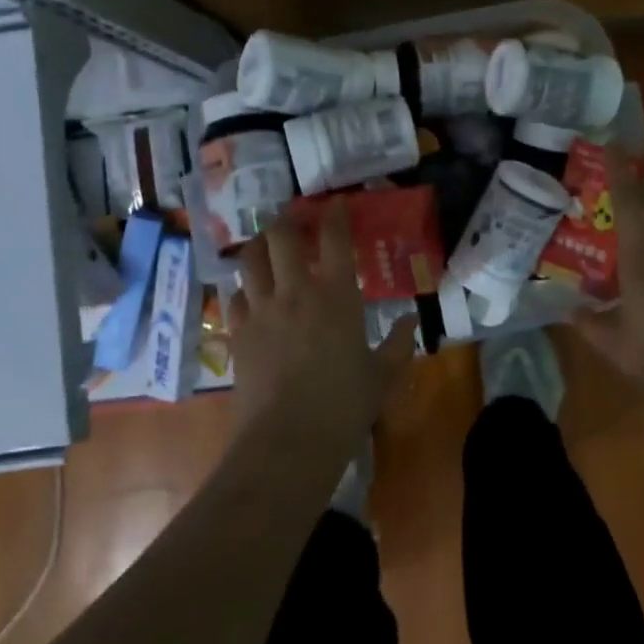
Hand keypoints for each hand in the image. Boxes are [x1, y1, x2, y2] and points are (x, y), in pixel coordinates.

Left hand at [227, 199, 413, 431]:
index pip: (335, 239)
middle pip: (282, 237)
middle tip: (292, 219)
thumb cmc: (345, 405)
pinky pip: (234, 298)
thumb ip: (398, 344)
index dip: (335, 215)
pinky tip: (247, 294)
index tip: (335, 203)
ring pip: (250, 260)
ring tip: (264, 245)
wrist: (289, 440)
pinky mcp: (238, 333)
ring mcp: (262, 310)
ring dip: (258, 246)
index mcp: (337, 295)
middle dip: (286, 220)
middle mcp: (296, 291)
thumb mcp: (382, 375)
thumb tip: (410, 322)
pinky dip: (242, 289)